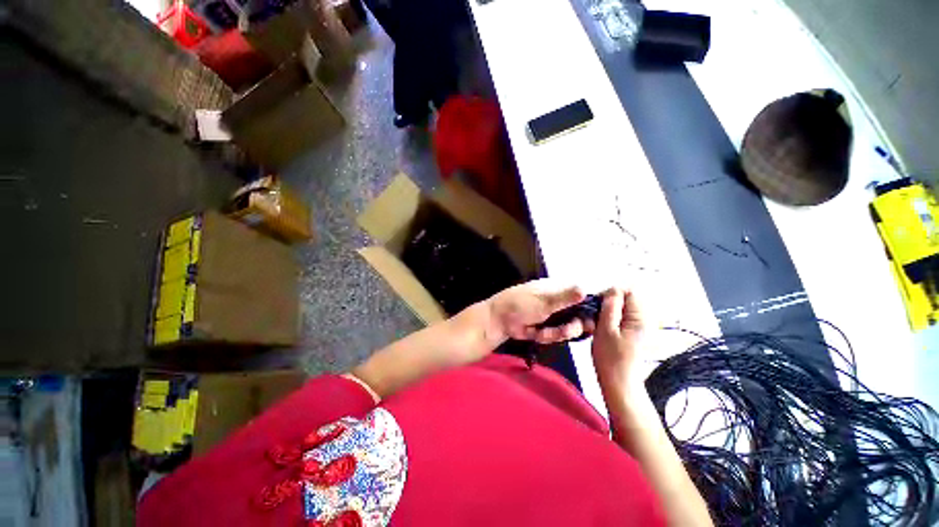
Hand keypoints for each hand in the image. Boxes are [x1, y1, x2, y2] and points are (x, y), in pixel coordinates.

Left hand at [486, 280, 590, 344]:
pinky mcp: (547, 329)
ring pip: (569, 328)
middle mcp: (559, 302)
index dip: (588, 307)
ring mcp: (553, 316)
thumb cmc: (521, 304)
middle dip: (573, 326)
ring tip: (544, 333)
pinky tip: (536, 334)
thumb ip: (565, 297)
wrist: (500, 321)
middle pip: (579, 316)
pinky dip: (547, 337)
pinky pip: (556, 336)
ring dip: (558, 333)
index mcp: (558, 289)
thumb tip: (584, 290)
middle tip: (566, 330)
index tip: (591, 319)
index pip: (581, 296)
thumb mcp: (544, 301)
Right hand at [592, 288, 644, 394]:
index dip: (611, 293)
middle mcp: (644, 320)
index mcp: (640, 317)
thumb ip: (610, 306)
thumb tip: (612, 288)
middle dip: (608, 304)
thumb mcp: (606, 329)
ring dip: (607, 313)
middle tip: (595, 317)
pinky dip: (610, 320)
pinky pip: (620, 318)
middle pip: (625, 299)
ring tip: (598, 325)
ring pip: (621, 309)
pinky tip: (602, 331)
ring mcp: (639, 327)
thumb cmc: (611, 358)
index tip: (597, 305)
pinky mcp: (633, 334)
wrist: (619, 384)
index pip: (629, 291)